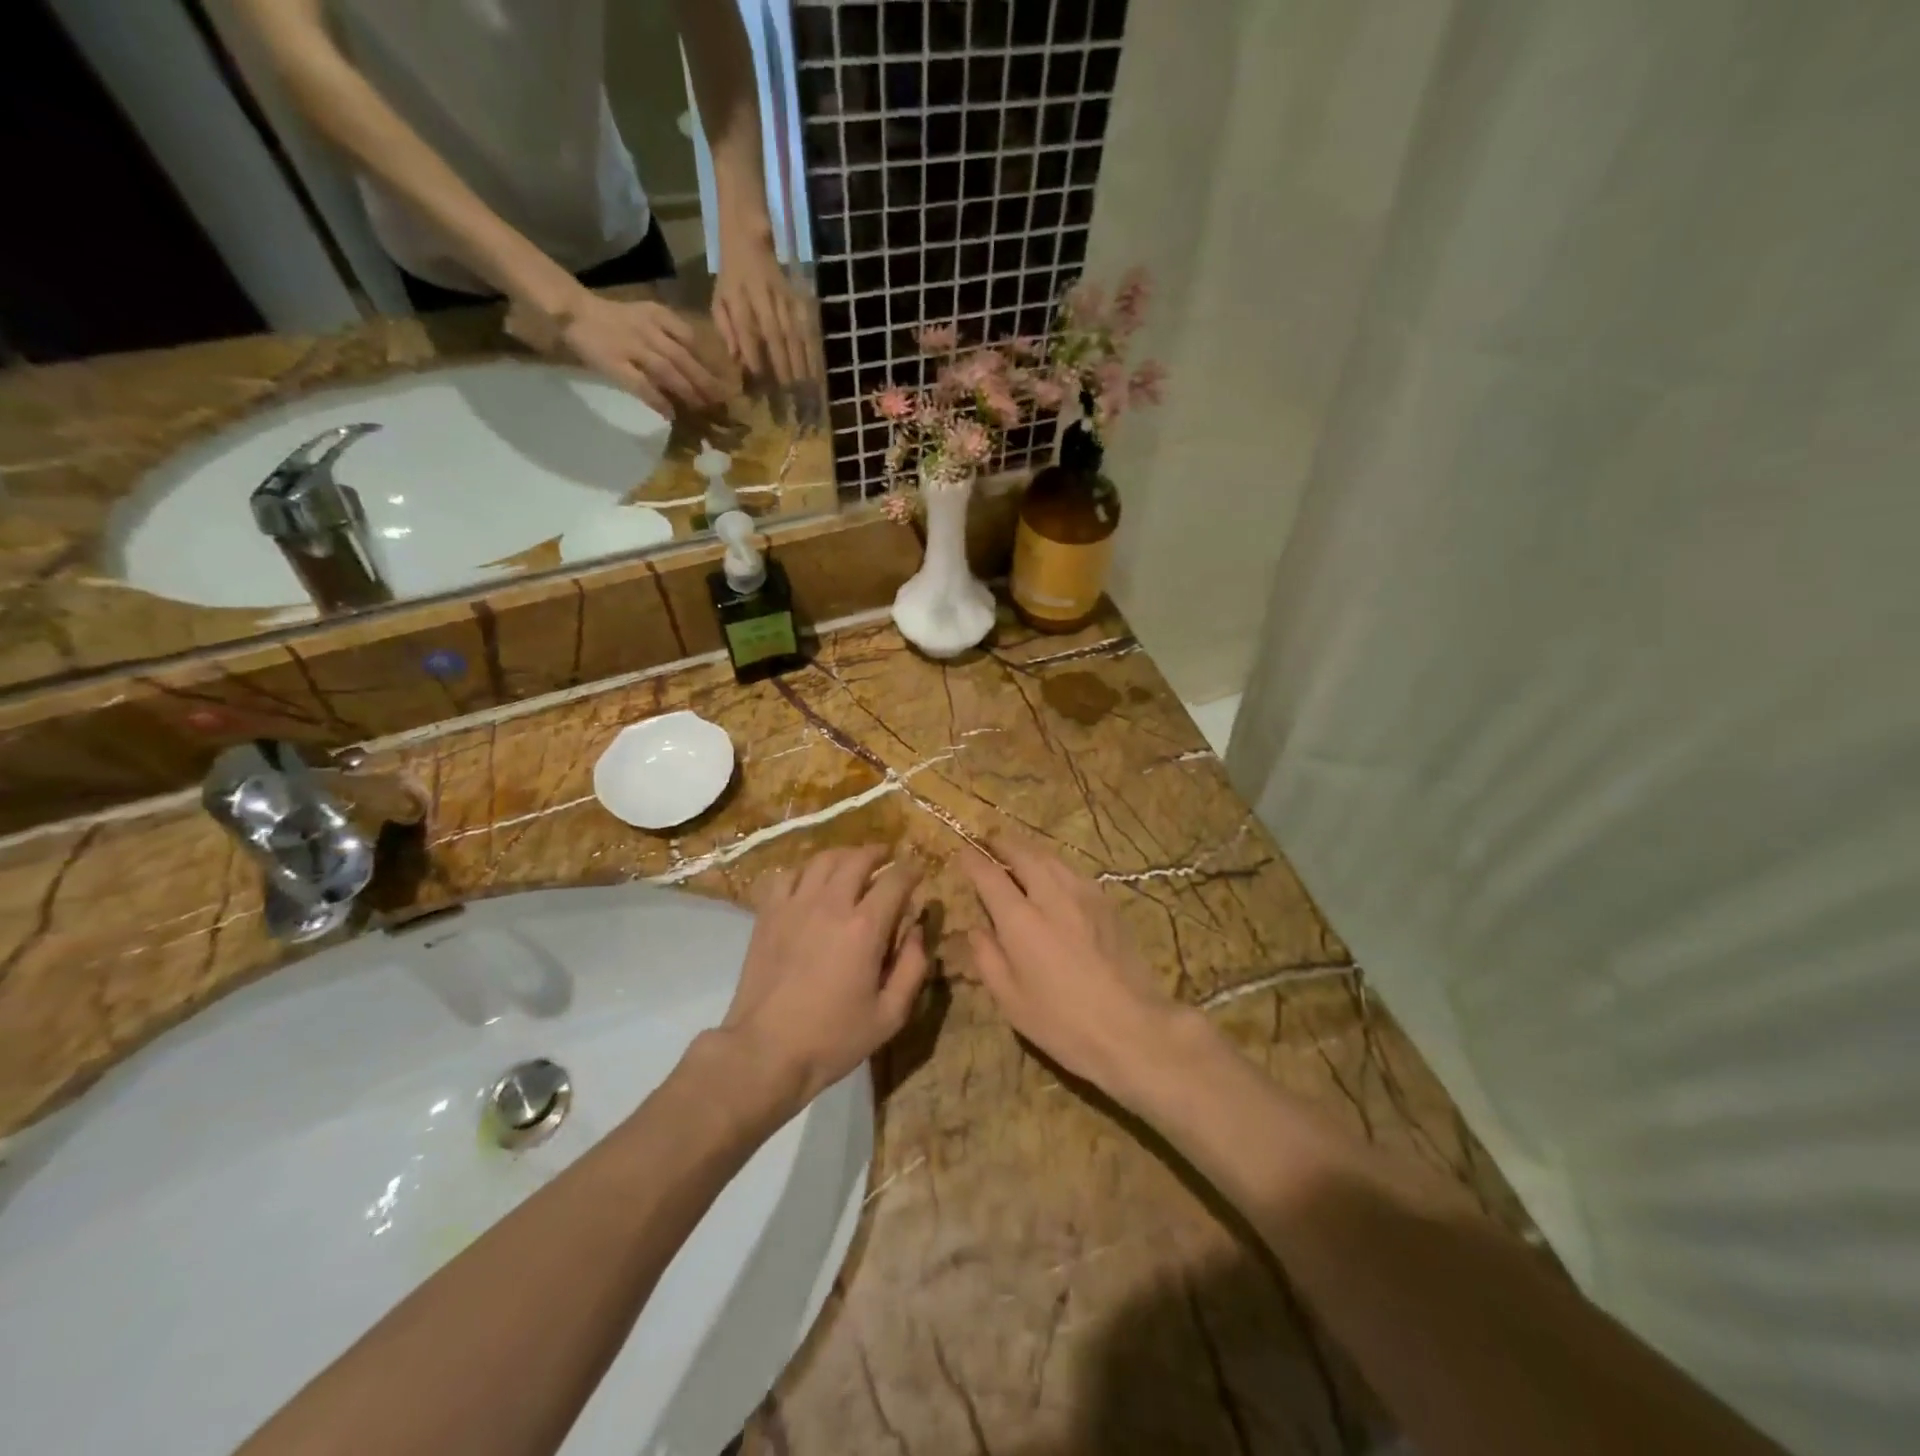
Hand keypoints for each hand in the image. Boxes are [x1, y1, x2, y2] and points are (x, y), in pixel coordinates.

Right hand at [552, 291, 730, 414]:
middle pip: (684, 358)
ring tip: (702, 408)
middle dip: (706, 381)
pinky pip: (641, 385)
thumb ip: (671, 335)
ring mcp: (632, 347)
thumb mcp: (647, 316)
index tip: (726, 380)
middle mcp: (648, 330)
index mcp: (658, 316)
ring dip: (688, 391)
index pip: (691, 338)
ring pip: (667, 371)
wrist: (575, 311)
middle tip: (723, 402)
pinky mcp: (615, 364)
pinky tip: (670, 414)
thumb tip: (701, 366)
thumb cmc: (615, 319)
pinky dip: (657, 400)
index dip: (710, 361)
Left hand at [712, 229, 813, 387]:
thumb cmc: (731, 278)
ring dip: (801, 359)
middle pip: (774, 332)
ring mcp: (783, 296)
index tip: (759, 378)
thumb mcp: (719, 299)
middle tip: (788, 389)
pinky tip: (816, 367)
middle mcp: (762, 296)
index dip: (752, 352)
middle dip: (782, 362)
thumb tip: (735, 358)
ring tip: (805, 384)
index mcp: (737, 297)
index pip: (745, 328)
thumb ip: (725, 328)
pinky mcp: (797, 298)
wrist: (748, 239)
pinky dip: (812, 348)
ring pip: (793, 330)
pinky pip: (806, 326)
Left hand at [720, 846, 931, 1109]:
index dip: (911, 871)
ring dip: (843, 855)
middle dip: (878, 853)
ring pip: (822, 860)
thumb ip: (913, 968)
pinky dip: (804, 871)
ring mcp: (795, 905)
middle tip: (887, 858)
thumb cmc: (833, 1038)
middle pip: (858, 859)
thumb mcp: (890, 1015)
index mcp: (865, 927)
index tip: (918, 873)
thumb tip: (919, 931)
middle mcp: (831, 904)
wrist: (766, 1051)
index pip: (896, 880)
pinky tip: (810, 882)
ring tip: (852, 862)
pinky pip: (787, 875)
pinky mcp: (768, 914)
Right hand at [961, 837, 1196, 1104]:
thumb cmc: (1062, 1022)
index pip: (990, 876)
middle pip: (1024, 855)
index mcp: (1020, 921)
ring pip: (1051, 858)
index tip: (963, 851)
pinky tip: (1054, 875)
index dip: (973, 860)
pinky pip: (1074, 872)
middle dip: (1003, 843)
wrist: (1132, 1027)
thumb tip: (977, 928)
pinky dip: (1055, 865)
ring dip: (1029, 850)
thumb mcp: (1010, 1000)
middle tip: (990, 840)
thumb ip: (988, 958)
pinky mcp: (1107, 903)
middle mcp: (1051, 896)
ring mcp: (1084, 895)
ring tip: (1018, 851)